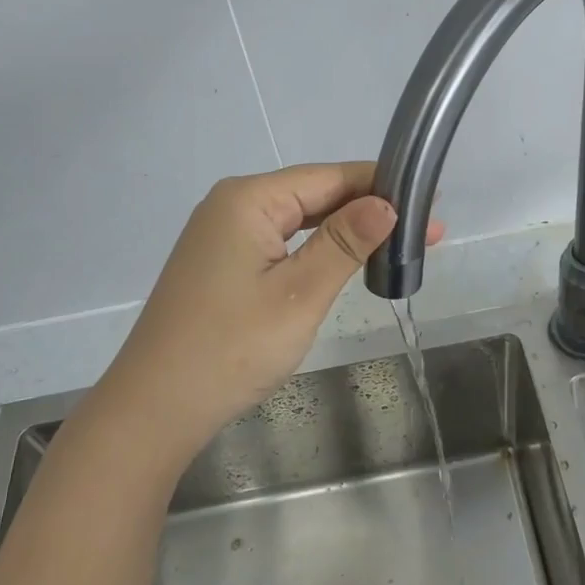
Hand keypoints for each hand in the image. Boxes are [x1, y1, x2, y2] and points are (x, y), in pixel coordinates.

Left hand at [102, 162, 441, 455]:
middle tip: (428, 232)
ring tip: (397, 245)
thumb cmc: (231, 348)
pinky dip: (316, 249)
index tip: (431, 202)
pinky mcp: (220, 263)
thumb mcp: (299, 294)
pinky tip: (344, 260)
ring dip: (345, 231)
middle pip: (314, 194)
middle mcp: (232, 205)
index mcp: (248, 199)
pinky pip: (279, 242)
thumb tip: (386, 203)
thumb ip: (344, 243)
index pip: (329, 176)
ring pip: (298, 219)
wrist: (154, 408)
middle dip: (369, 211)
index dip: (382, 186)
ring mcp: (222, 235)